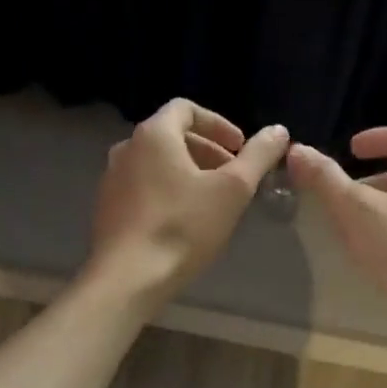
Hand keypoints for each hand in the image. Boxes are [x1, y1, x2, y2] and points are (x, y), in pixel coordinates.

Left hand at [87, 99, 288, 305]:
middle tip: (233, 176)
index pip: (186, 109)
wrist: (129, 278)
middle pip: (171, 136)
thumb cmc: (183, 227)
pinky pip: (143, 187)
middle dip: (207, 151)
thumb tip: (279, 131)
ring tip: (213, 200)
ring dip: (188, 173)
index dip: (218, 124)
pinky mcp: (107, 208)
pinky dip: (168, 191)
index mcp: (154, 134)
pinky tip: (185, 221)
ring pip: (157, 164)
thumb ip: (258, 156)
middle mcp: (126, 148)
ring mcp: (111, 179)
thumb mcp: (233, 190)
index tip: (240, 148)